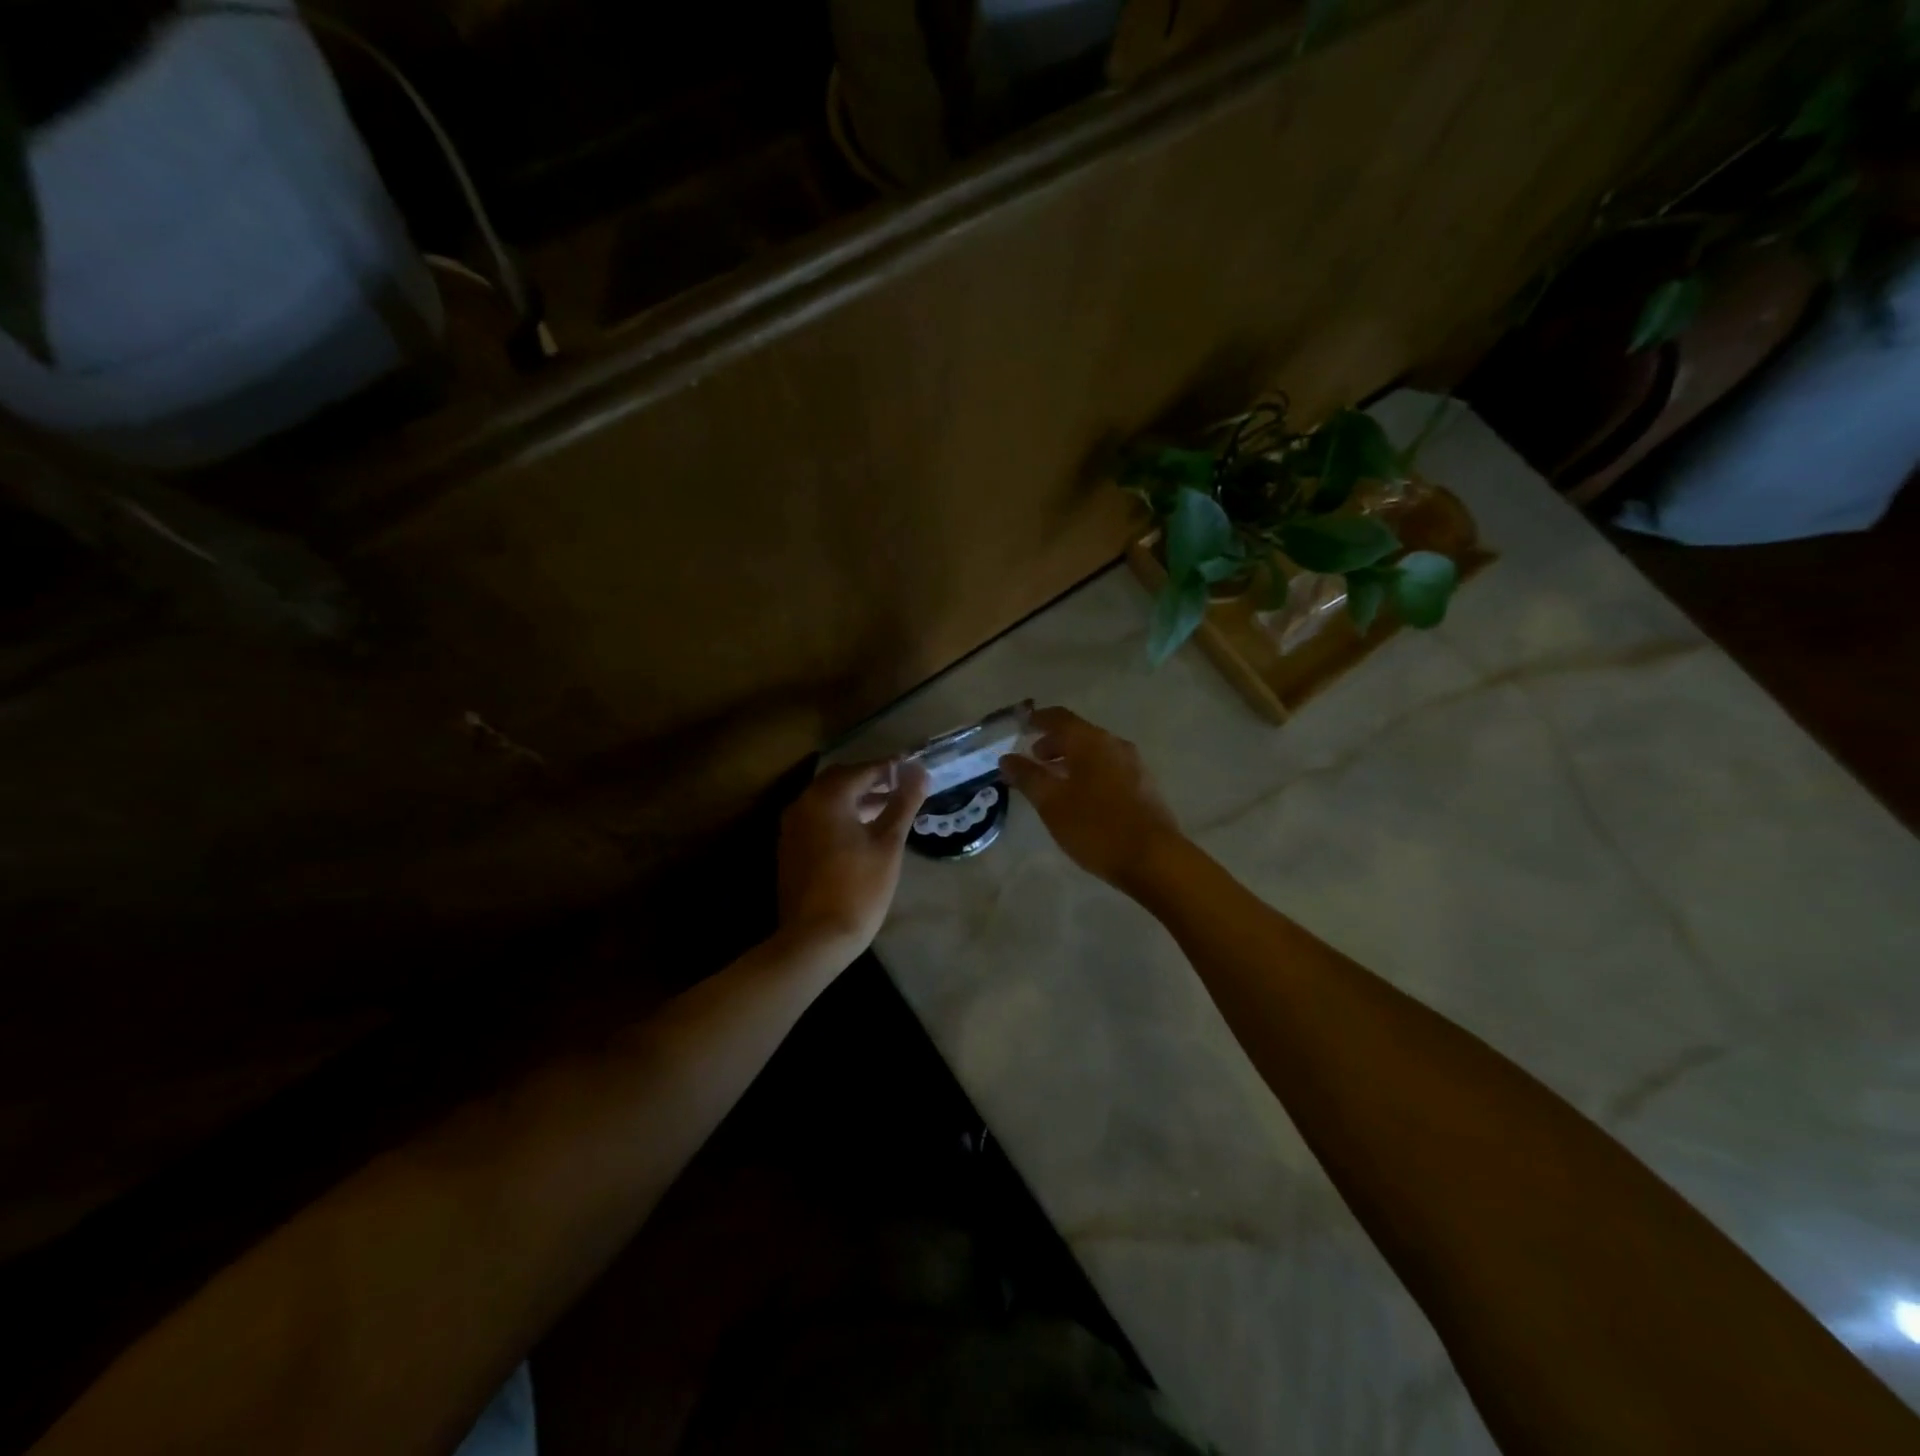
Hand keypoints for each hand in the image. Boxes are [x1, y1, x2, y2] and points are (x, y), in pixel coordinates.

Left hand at [776, 759, 930, 964]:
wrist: (815, 938)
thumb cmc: (859, 888)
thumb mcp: (888, 843)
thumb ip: (903, 803)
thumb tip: (920, 772)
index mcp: (827, 798)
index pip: (863, 770)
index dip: (891, 767)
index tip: (914, 766)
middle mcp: (803, 804)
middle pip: (840, 780)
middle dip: (870, 779)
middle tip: (900, 784)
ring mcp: (792, 827)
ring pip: (827, 799)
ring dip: (855, 798)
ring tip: (887, 807)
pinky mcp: (790, 847)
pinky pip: (818, 818)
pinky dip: (840, 815)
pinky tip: (862, 831)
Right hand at [1000, 707, 1184, 896]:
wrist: (1154, 859)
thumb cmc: (1096, 827)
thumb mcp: (1051, 803)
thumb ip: (1028, 777)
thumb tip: (1007, 758)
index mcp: (1091, 741)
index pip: (1059, 717)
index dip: (1038, 719)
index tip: (1022, 725)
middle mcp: (1115, 745)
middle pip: (1079, 734)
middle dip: (1053, 743)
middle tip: (1033, 759)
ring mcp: (1134, 765)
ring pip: (1095, 753)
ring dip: (1072, 760)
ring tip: (1054, 781)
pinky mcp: (1145, 787)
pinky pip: (1109, 769)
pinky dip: (1089, 773)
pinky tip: (1081, 798)